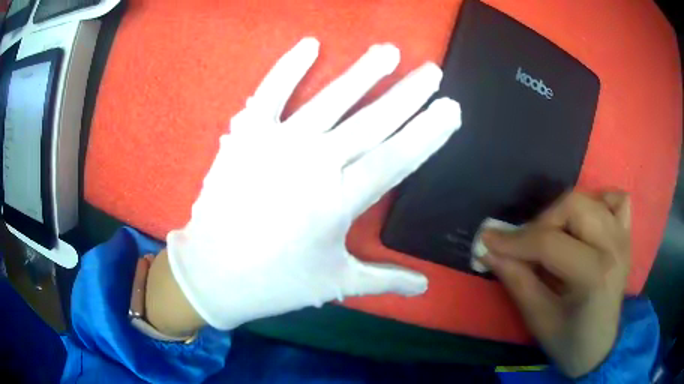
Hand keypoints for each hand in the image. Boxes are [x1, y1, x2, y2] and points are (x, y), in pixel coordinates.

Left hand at [163, 37, 461, 330]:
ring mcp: (277, 144)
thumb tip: (425, 287)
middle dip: (408, 94)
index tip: (451, 108)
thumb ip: (384, 280)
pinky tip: (310, 44)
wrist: (212, 273)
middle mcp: (314, 163)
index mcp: (339, 201)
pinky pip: (269, 93)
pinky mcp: (246, 135)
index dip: (428, 132)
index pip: (397, 157)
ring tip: (388, 52)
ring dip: (363, 73)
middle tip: (431, 72)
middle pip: (373, 121)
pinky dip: (288, 67)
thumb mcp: (335, 283)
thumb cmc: (275, 282)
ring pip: (331, 100)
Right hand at [482, 191, 630, 377]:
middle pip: (573, 206)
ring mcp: (623, 237)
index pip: (550, 242)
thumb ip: (516, 280)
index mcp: (595, 275)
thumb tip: (489, 250)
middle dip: (541, 222)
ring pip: (589, 199)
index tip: (488, 240)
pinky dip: (598, 203)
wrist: (600, 348)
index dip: (514, 240)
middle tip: (525, 246)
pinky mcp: (626, 234)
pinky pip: (615, 199)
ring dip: (563, 213)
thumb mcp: (538, 319)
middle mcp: (613, 246)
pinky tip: (586, 226)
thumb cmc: (569, 341)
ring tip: (551, 238)